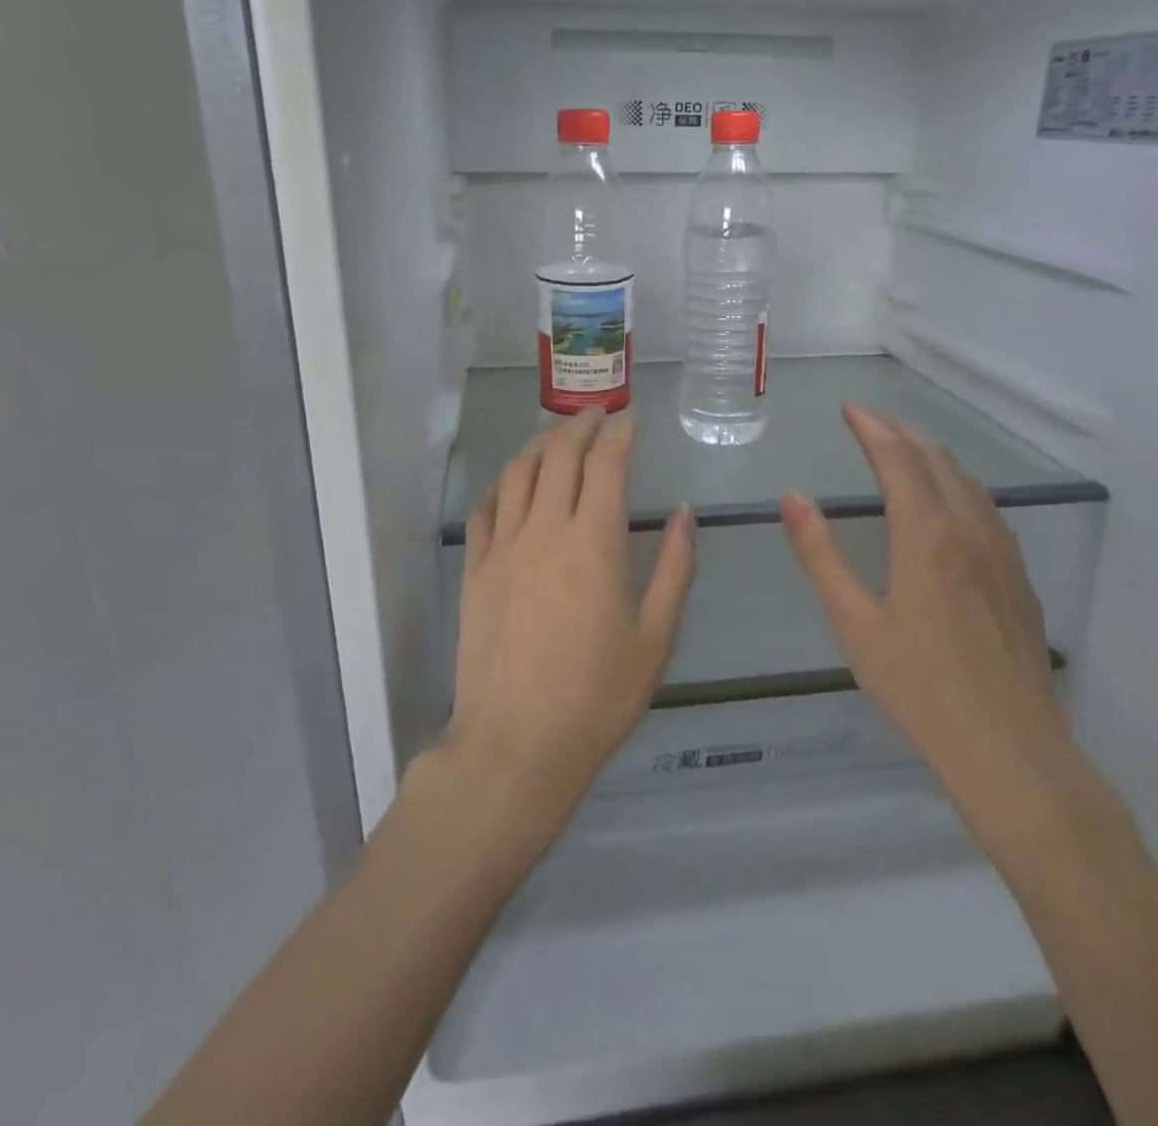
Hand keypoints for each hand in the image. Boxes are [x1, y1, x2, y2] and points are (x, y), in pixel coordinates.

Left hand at [444, 409, 695, 841]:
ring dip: (540, 444)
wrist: (517, 744)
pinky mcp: (475, 570)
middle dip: (580, 424)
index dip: (619, 433)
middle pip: (558, 454)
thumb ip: (673, 568)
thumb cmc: (597, 696)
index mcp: (593, 542)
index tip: (631, 419)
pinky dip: (501, 484)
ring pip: (517, 472)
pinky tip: (512, 484)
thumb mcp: (655, 637)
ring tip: (558, 437)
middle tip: (598, 413)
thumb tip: (682, 513)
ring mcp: (503, 547)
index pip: (605, 464)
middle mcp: (544, 530)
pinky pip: (484, 509)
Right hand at [780, 404, 1065, 809]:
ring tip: (902, 449)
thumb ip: (820, 555)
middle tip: (868, 422)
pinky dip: (956, 484)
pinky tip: (947, 502)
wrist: (1009, 747)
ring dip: (930, 454)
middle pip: (936, 459)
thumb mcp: (854, 623)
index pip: (898, 458)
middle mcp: (969, 528)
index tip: (849, 409)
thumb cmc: (919, 687)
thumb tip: (793, 497)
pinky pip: (985, 506)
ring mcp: (1002, 551)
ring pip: (966, 480)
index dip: (872, 427)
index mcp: (926, 535)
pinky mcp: (1017, 575)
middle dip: (900, 431)